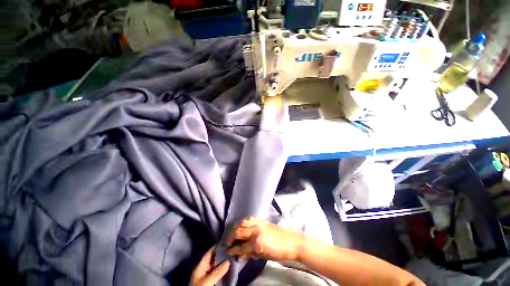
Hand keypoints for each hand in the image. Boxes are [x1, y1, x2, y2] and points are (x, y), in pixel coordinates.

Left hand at [190, 247, 230, 285]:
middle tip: (232, 250)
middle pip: (214, 259)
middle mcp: (204, 269)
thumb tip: (228, 261)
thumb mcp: (207, 281)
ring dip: (224, 262)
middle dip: (222, 254)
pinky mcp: (212, 282)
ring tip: (233, 257)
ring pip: (217, 266)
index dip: (217, 247)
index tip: (226, 242)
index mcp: (200, 267)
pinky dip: (224, 270)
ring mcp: (208, 276)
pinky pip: (219, 273)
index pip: (209, 253)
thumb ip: (217, 271)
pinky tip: (230, 268)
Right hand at [226, 217, 302, 260]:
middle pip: (239, 231)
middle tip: (227, 242)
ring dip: (236, 226)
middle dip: (231, 237)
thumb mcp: (263, 256)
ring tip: (233, 232)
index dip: (233, 250)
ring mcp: (259, 223)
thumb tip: (239, 254)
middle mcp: (256, 230)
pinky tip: (242, 224)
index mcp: (257, 243)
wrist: (291, 242)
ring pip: (243, 222)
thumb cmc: (278, 253)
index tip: (227, 250)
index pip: (241, 247)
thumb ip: (250, 254)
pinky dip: (244, 221)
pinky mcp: (262, 219)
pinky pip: (250, 218)